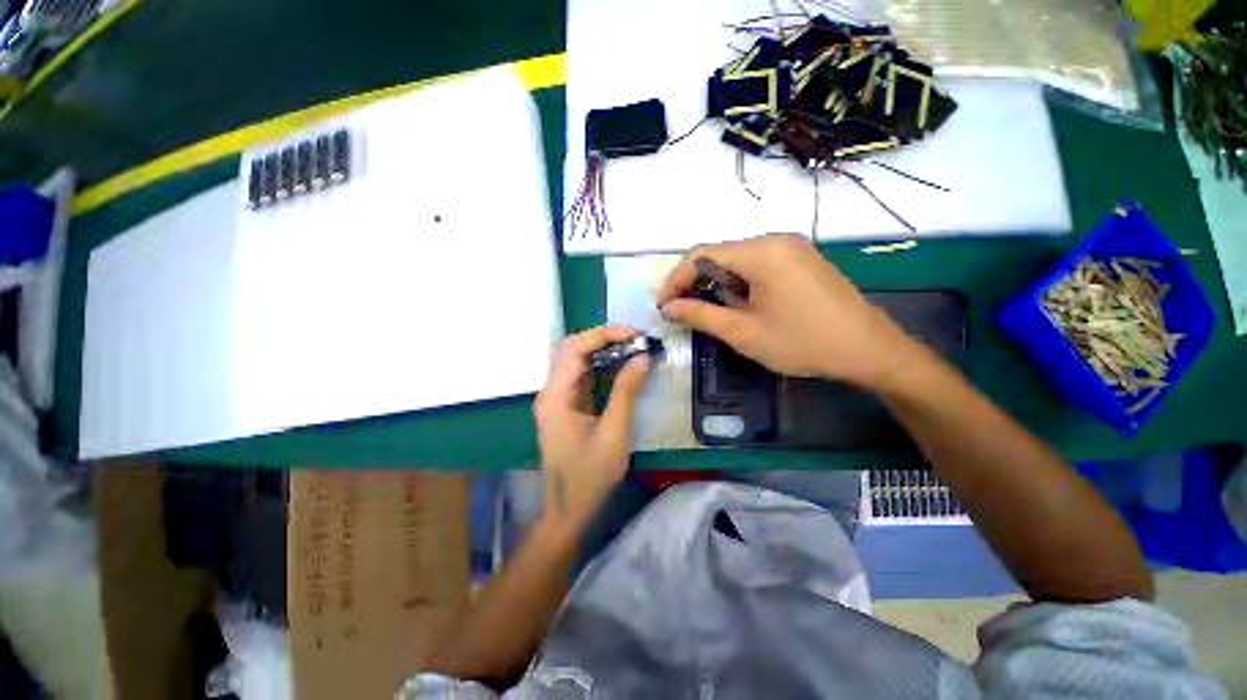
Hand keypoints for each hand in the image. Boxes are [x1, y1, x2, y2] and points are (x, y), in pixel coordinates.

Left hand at [533, 326, 650, 532]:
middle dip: (603, 339)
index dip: (603, 335)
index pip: (574, 349)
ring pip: (578, 362)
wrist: (568, 511)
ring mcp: (558, 399)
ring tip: (633, 348)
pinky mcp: (567, 407)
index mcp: (555, 397)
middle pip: (572, 350)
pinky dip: (602, 368)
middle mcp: (551, 392)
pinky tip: (622, 366)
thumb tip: (642, 357)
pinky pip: (583, 378)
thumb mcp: (614, 433)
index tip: (633, 334)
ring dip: (604, 351)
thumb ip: (626, 392)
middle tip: (635, 339)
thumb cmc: (590, 476)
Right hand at [656, 233, 921, 388]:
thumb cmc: (802, 342)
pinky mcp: (800, 260)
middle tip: (682, 311)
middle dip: (695, 282)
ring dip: (717, 285)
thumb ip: (701, 315)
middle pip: (719, 255)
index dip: (676, 279)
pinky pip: (757, 265)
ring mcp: (791, 248)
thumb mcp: (743, 332)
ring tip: (710, 313)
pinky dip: (739, 284)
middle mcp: (775, 240)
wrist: (869, 350)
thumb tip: (668, 307)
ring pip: (737, 261)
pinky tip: (740, 306)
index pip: (701, 255)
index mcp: (760, 252)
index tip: (662, 304)